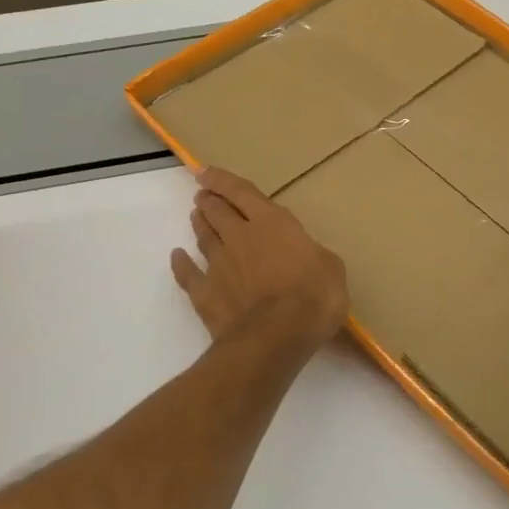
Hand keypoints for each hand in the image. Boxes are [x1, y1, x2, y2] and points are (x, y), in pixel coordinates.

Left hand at [171, 166, 349, 350]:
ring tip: (196, 217)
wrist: (277, 336)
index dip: (223, 181)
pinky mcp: (206, 294)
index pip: (243, 193)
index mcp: (272, 224)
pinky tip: (177, 257)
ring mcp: (219, 265)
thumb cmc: (314, 296)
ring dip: (200, 225)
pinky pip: (188, 274)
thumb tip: (305, 256)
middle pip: (218, 212)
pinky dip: (181, 264)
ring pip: (204, 237)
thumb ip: (312, 255)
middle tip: (204, 196)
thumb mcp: (331, 268)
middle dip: (210, 201)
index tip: (206, 172)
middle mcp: (240, 237)